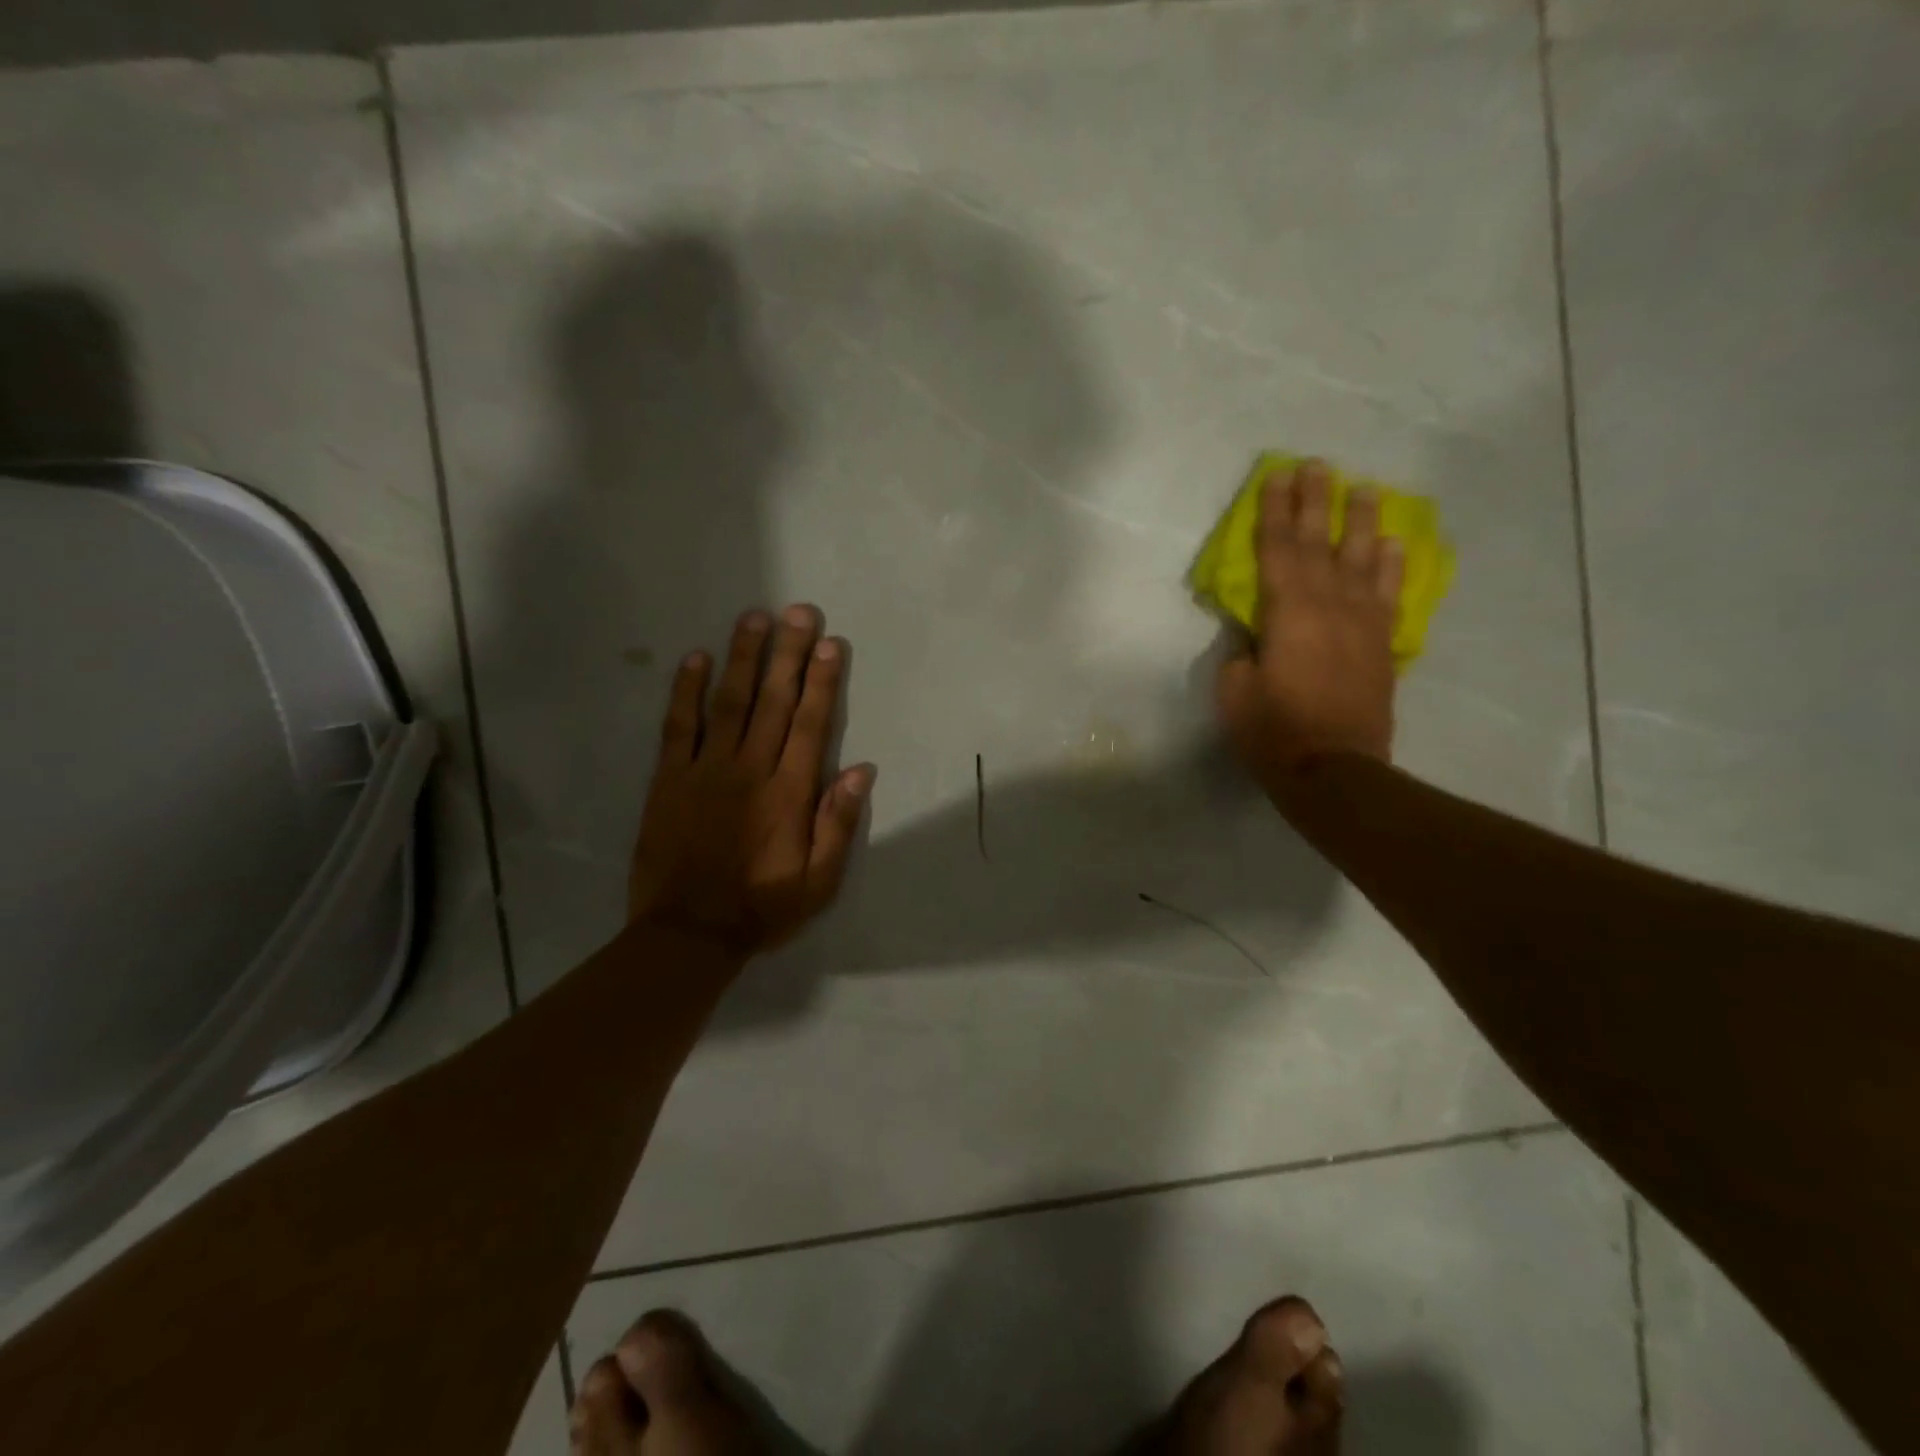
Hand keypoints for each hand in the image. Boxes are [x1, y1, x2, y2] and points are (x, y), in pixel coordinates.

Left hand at [629, 604, 874, 958]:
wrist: (687, 933)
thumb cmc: (762, 907)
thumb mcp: (819, 881)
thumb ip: (838, 824)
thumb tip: (861, 770)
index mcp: (789, 792)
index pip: (811, 724)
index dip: (822, 681)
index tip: (830, 644)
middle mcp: (750, 769)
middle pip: (773, 701)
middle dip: (789, 653)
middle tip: (799, 612)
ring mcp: (705, 770)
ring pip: (729, 702)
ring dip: (743, 657)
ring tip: (754, 618)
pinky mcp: (668, 779)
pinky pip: (678, 726)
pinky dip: (686, 690)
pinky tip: (695, 658)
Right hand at [1216, 459, 1403, 796]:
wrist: (1334, 770)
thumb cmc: (1273, 732)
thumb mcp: (1234, 692)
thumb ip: (1241, 651)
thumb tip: (1254, 630)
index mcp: (1287, 613)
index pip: (1276, 550)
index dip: (1274, 512)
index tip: (1275, 476)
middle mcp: (1329, 606)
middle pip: (1320, 543)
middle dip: (1316, 502)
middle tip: (1317, 465)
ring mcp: (1362, 623)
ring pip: (1363, 559)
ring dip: (1362, 522)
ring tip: (1364, 489)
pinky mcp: (1381, 645)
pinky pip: (1389, 594)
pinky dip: (1393, 565)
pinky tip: (1394, 544)